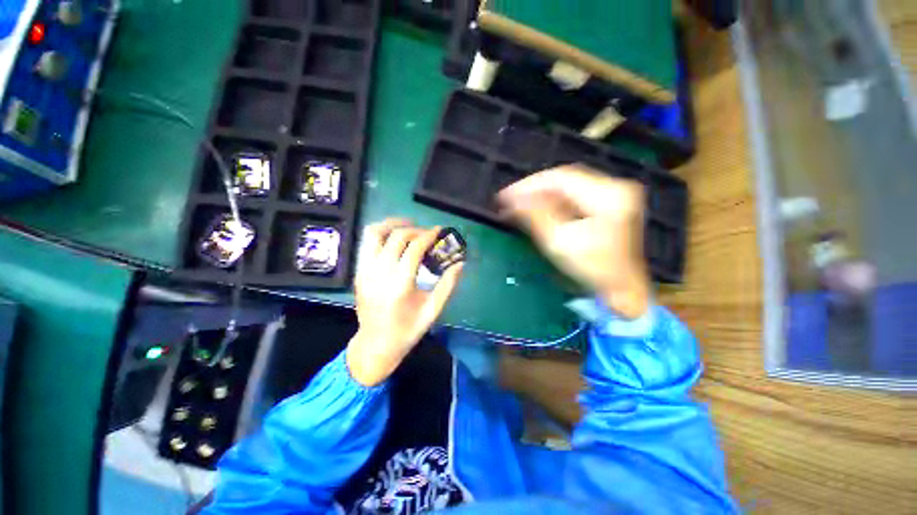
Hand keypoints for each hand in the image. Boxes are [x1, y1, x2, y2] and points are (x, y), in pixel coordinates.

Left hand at [347, 219, 463, 385]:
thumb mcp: (433, 310)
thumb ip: (448, 284)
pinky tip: (394, 238)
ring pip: (375, 233)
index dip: (428, 235)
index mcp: (400, 285)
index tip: (439, 231)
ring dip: (393, 224)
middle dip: (415, 229)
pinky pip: (367, 243)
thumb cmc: (407, 330)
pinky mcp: (358, 272)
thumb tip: (460, 263)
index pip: (414, 248)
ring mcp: (365, 271)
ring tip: (408, 226)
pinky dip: (381, 234)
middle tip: (428, 233)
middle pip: (396, 237)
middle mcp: (379, 273)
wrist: (375, 345)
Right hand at [497, 164, 649, 317]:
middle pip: (564, 180)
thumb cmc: (593, 270)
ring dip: (540, 196)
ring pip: (567, 189)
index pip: (561, 177)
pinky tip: (535, 210)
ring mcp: (612, 197)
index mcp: (608, 194)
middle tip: (508, 201)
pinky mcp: (607, 207)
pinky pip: (572, 198)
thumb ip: (536, 216)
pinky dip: (551, 203)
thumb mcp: (560, 242)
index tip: (504, 196)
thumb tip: (512, 199)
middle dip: (533, 189)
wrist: (622, 291)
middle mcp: (614, 187)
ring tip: (517, 206)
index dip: (529, 185)